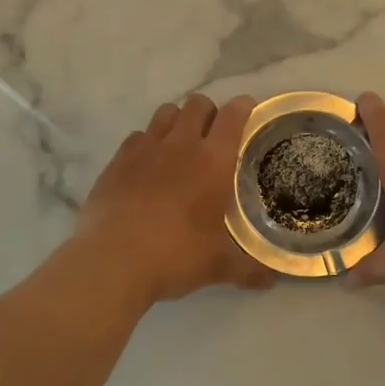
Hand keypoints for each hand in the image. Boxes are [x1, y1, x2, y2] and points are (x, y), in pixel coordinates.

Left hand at [73, 94, 275, 303]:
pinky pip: (137, 136)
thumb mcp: (218, 266)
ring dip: (177, 121)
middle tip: (212, 137)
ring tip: (180, 146)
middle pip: (197, 104)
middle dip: (209, 113)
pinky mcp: (117, 160)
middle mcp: (181, 144)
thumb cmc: (175, 256)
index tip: (248, 112)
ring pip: (166, 113)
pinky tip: (147, 166)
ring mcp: (145, 148)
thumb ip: (248, 269)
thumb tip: (271, 281)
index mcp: (213, 161)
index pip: (233, 115)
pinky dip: (147, 143)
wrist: (112, 261)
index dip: (243, 107)